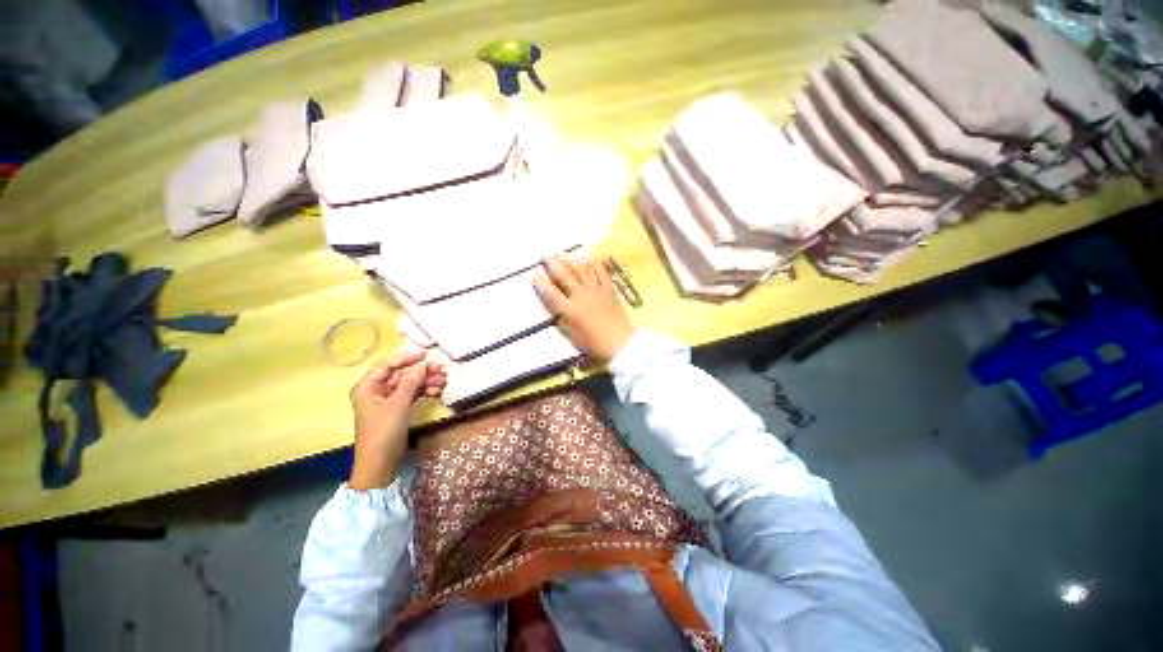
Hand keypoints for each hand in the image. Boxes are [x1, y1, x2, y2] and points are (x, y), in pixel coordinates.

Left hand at [348, 349, 446, 489]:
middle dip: (420, 372)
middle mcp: (375, 391)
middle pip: (400, 374)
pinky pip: (411, 395)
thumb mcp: (398, 406)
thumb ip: (410, 383)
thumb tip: (422, 365)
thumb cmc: (383, 433)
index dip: (406, 358)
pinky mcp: (395, 410)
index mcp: (367, 388)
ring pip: (408, 385)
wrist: (380, 465)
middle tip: (441, 369)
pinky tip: (437, 391)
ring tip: (444, 381)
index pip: (387, 365)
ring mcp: (386, 401)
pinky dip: (423, 392)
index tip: (426, 354)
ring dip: (425, 382)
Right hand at [533, 253, 634, 364]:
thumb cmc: (595, 344)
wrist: (621, 342)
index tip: (534, 274)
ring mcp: (596, 291)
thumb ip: (564, 322)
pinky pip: (602, 273)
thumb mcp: (574, 337)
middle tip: (546, 254)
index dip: (542, 284)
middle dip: (554, 264)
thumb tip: (558, 312)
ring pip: (583, 271)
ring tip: (566, 253)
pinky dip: (596, 264)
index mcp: (570, 310)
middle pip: (565, 276)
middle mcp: (581, 296)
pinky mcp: (609, 290)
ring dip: (572, 261)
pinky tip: (592, 257)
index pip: (552, 294)